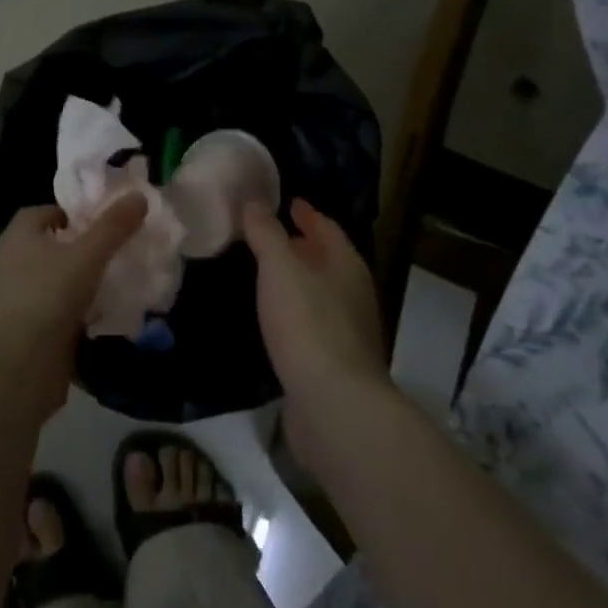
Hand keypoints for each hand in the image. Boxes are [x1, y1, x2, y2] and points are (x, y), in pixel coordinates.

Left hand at [0, 195, 146, 420]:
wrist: (18, 369)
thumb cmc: (47, 298)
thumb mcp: (86, 256)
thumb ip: (113, 226)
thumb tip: (139, 196)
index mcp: (19, 234)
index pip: (48, 211)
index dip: (76, 212)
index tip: (106, 221)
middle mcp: (14, 260)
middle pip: (54, 244)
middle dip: (84, 245)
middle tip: (119, 248)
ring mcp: (19, 296)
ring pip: (57, 277)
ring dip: (83, 278)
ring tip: (119, 278)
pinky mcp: (29, 328)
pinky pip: (59, 307)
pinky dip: (79, 307)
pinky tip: (106, 312)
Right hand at [244, 199, 391, 475]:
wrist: (333, 405)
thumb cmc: (308, 324)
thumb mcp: (280, 267)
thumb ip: (266, 233)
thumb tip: (254, 202)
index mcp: (346, 265)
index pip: (326, 228)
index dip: (306, 213)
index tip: (287, 202)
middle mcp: (353, 294)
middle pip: (326, 261)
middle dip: (301, 247)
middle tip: (267, 235)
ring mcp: (347, 332)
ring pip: (319, 294)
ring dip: (296, 281)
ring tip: (264, 274)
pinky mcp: (333, 364)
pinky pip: (310, 324)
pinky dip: (293, 313)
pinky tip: (273, 319)